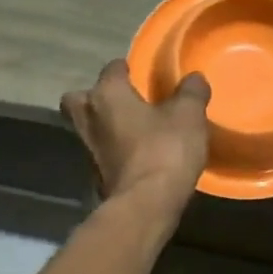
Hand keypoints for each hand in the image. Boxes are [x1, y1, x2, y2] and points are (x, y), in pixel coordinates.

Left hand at [62, 60, 210, 208]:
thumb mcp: (188, 115)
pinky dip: (112, 151)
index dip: (124, 68)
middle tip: (120, 101)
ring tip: (131, 129)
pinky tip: (134, 155)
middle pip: (78, 100)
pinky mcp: (94, 177)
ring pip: (87, 128)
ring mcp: (87, 150)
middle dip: (94, 98)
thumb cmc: (164, 149)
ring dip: (103, 127)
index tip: (138, 71)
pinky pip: (100, 154)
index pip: (111, 70)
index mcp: (107, 95)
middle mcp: (89, 119)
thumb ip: (191, 92)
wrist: (145, 205)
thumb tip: (194, 78)